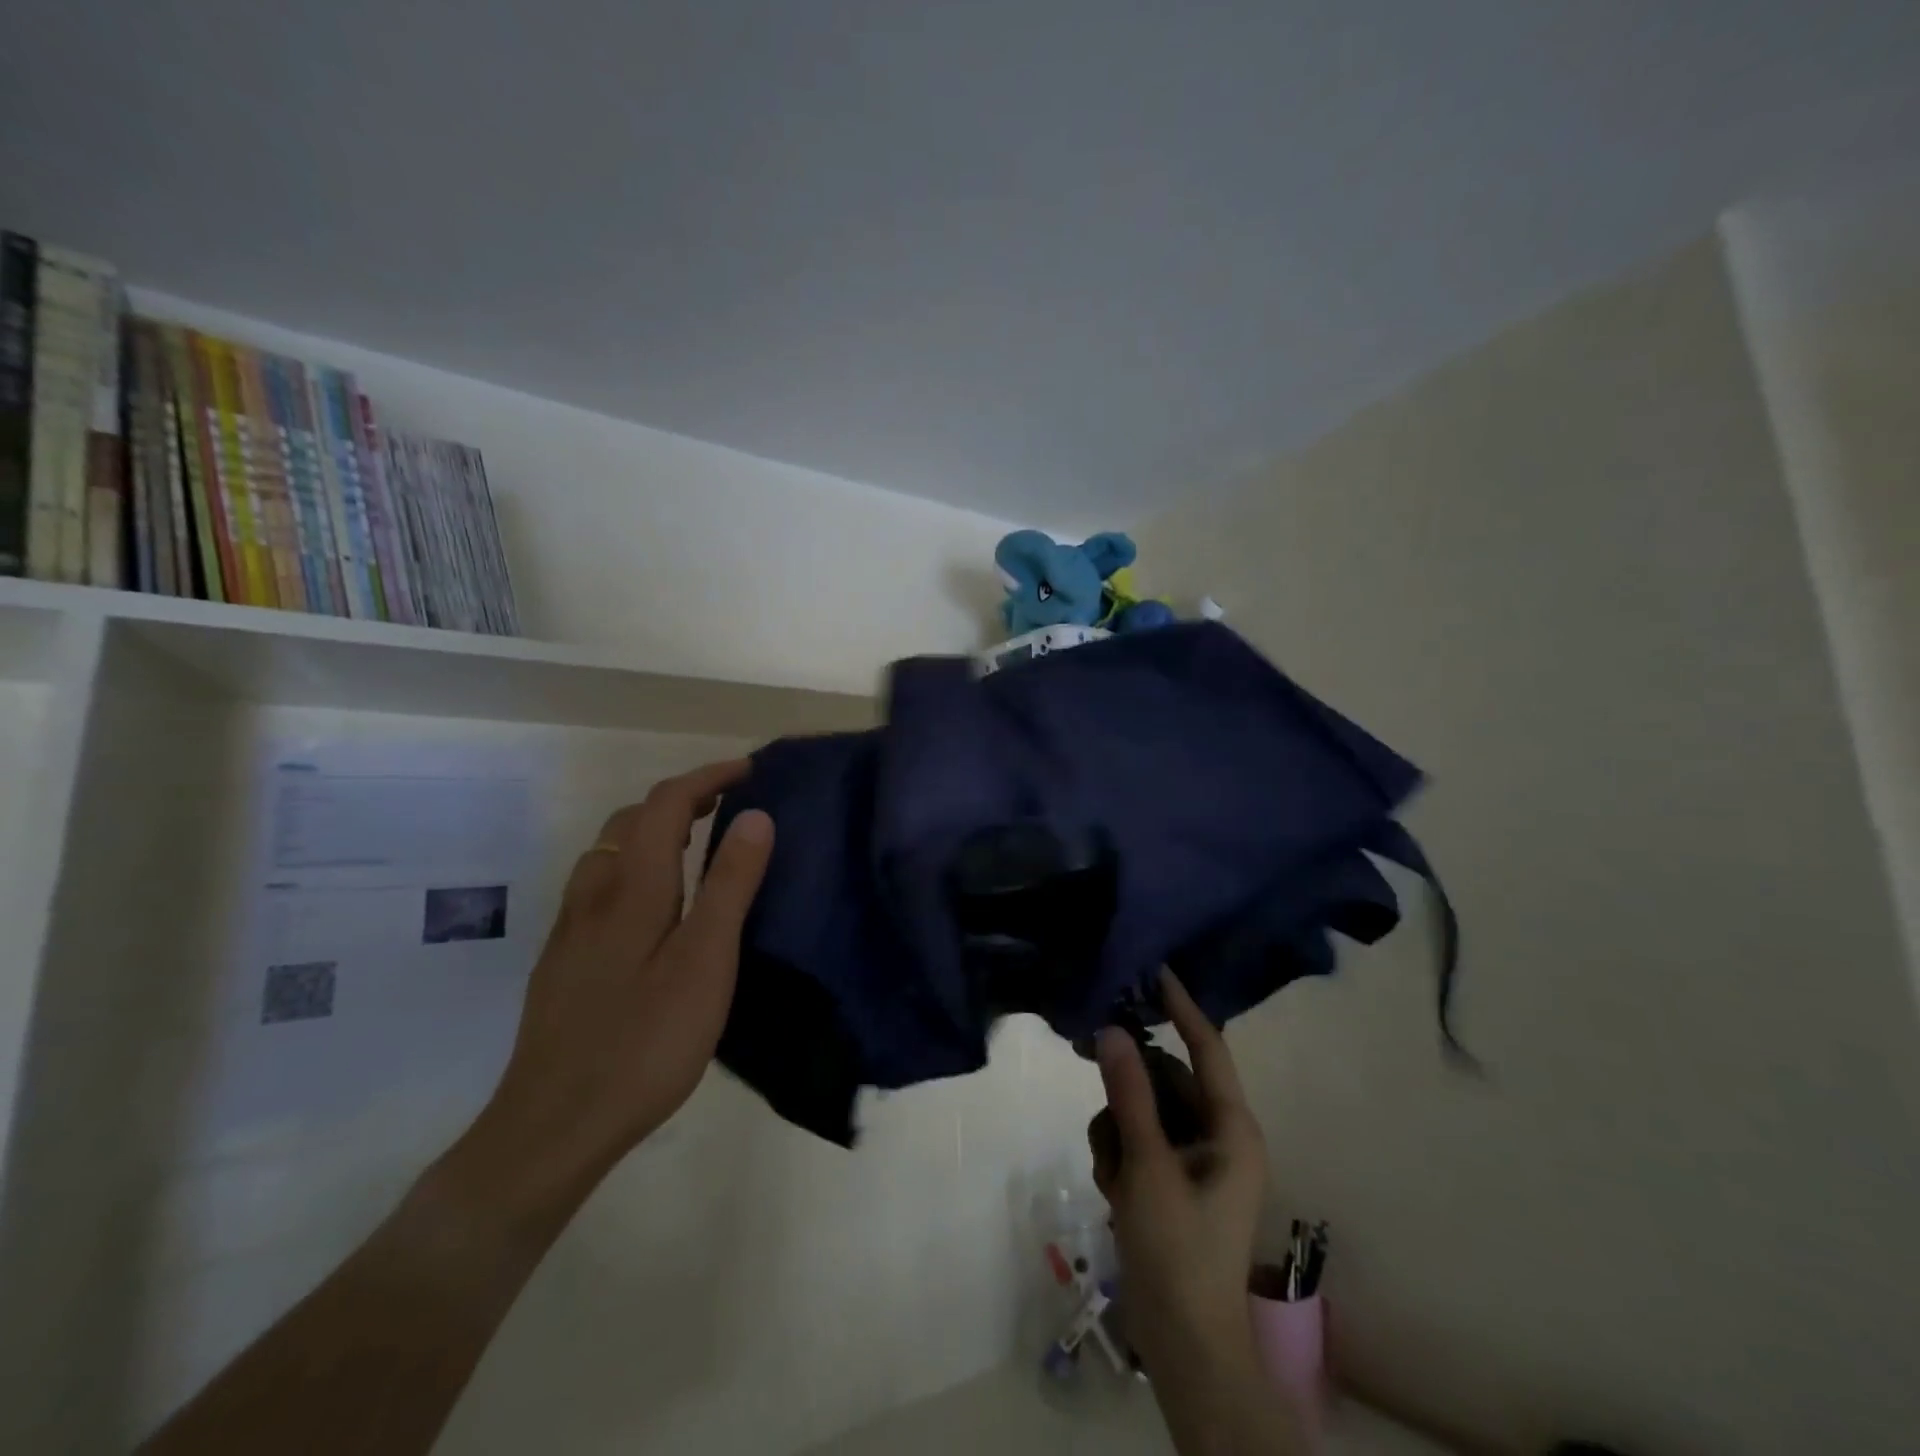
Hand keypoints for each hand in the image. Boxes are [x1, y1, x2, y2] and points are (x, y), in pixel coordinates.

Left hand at [471, 759, 773, 1198]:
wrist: (551, 1127)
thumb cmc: (644, 1042)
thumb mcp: (705, 962)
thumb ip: (730, 885)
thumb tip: (756, 816)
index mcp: (631, 887)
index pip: (666, 803)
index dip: (708, 777)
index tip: (751, 771)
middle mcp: (593, 895)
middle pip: (630, 820)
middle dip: (681, 798)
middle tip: (729, 806)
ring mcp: (571, 929)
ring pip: (608, 852)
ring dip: (652, 830)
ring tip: (697, 845)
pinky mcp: (564, 961)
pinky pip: (600, 885)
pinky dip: (635, 865)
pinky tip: (656, 905)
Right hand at [1088, 971, 1268, 1379]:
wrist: (1184, 1347)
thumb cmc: (1179, 1251)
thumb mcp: (1147, 1167)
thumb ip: (1128, 1094)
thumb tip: (1112, 1028)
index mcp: (1230, 1128)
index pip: (1207, 1048)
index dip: (1181, 1007)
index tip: (1152, 969)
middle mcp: (1215, 1135)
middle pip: (1163, 1079)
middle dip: (1127, 1083)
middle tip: (1086, 1055)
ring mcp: (1190, 1160)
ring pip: (1142, 1110)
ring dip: (1117, 1128)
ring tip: (1113, 1173)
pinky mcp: (1168, 1180)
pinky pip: (1135, 1140)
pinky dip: (1117, 1154)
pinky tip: (1112, 1189)